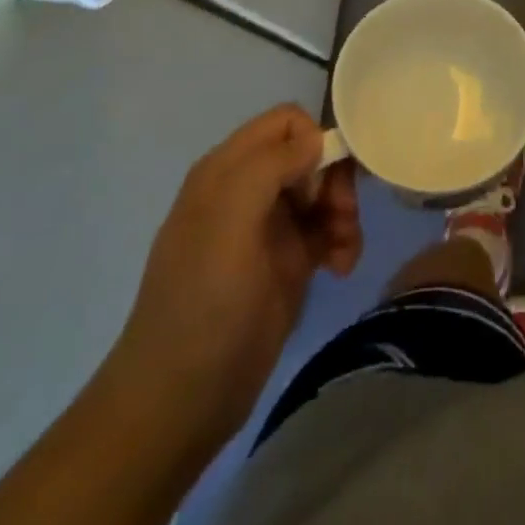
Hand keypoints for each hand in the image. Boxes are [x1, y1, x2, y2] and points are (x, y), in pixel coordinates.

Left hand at [110, 104, 361, 440]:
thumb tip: (316, 138)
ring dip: (343, 213)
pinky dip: (341, 242)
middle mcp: (249, 191)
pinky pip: (326, 231)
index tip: (321, 184)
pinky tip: (342, 268)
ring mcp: (268, 229)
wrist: (180, 402)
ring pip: (323, 192)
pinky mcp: (287, 264)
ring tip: (344, 252)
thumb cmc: (203, 303)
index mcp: (227, 171)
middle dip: (334, 181)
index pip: (286, 122)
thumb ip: (270, 166)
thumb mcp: (228, 223)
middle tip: (341, 217)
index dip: (314, 140)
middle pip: (311, 156)